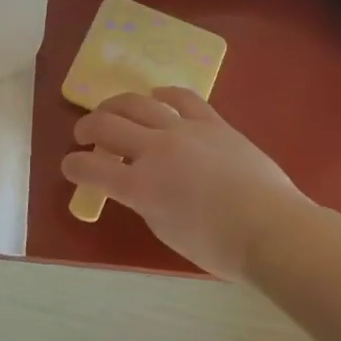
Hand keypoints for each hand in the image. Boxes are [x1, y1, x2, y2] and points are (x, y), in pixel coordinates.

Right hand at [63, 89, 303, 279]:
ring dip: (116, 105)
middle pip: (107, 126)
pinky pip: (182, 98)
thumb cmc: (218, 246)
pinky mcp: (212, 123)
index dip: (73, 167)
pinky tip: (156, 96)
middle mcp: (155, 151)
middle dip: (87, 128)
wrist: (271, 228)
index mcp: (140, 187)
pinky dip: (163, 94)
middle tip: (83, 135)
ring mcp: (184, 131)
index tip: (69, 167)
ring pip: (138, 103)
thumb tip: (139, 186)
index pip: (91, 170)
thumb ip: (145, 203)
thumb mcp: (165, 230)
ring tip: (111, 110)